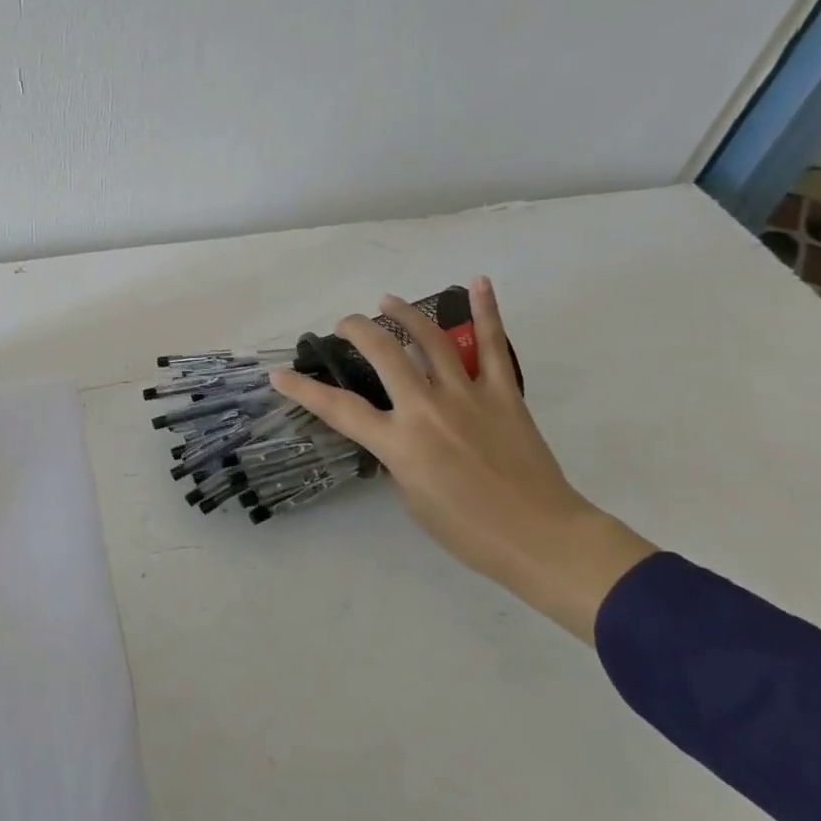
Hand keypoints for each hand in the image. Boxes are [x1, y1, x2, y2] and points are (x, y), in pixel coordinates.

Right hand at [268, 277, 654, 642]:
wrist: (541, 538)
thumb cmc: (468, 531)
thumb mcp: (411, 498)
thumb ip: (397, 456)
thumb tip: (400, 432)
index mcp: (399, 443)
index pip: (338, 409)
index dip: (303, 389)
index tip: (279, 374)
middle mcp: (427, 409)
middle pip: (383, 355)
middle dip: (356, 331)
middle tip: (344, 324)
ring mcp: (468, 396)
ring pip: (432, 340)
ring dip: (406, 314)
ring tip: (388, 300)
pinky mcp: (504, 394)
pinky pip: (494, 346)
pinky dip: (487, 311)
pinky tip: (478, 282)